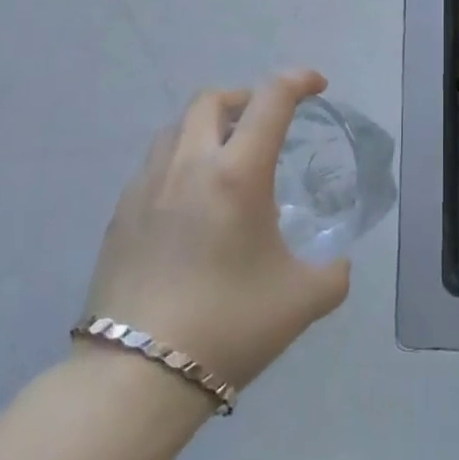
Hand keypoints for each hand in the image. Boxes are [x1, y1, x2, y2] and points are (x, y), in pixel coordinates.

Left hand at [76, 70, 349, 390]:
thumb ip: (333, 272)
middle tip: (266, 123)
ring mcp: (147, 186)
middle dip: (246, 98)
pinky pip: (154, 163)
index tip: (317, 86)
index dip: (299, 80)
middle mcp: (189, 165)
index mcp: (237, 173)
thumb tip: (338, 262)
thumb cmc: (228, 327)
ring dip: (208, 126)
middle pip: (213, 99)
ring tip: (226, 158)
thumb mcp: (302, 301)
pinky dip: (180, 160)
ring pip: (177, 127)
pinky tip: (190, 202)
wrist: (135, 379)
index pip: (271, 99)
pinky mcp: (120, 214)